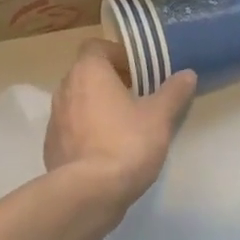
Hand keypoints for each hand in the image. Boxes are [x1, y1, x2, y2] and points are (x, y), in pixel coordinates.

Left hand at [44, 40, 196, 213]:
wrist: (89, 193)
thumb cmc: (126, 143)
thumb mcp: (159, 117)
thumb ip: (173, 92)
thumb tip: (187, 74)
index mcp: (88, 72)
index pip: (96, 47)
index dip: (118, 55)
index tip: (139, 71)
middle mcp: (65, 89)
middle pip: (87, 74)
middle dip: (110, 81)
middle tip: (138, 96)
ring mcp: (54, 119)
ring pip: (78, 102)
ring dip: (98, 106)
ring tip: (125, 124)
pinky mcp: (51, 146)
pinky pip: (72, 129)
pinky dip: (87, 131)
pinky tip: (107, 150)